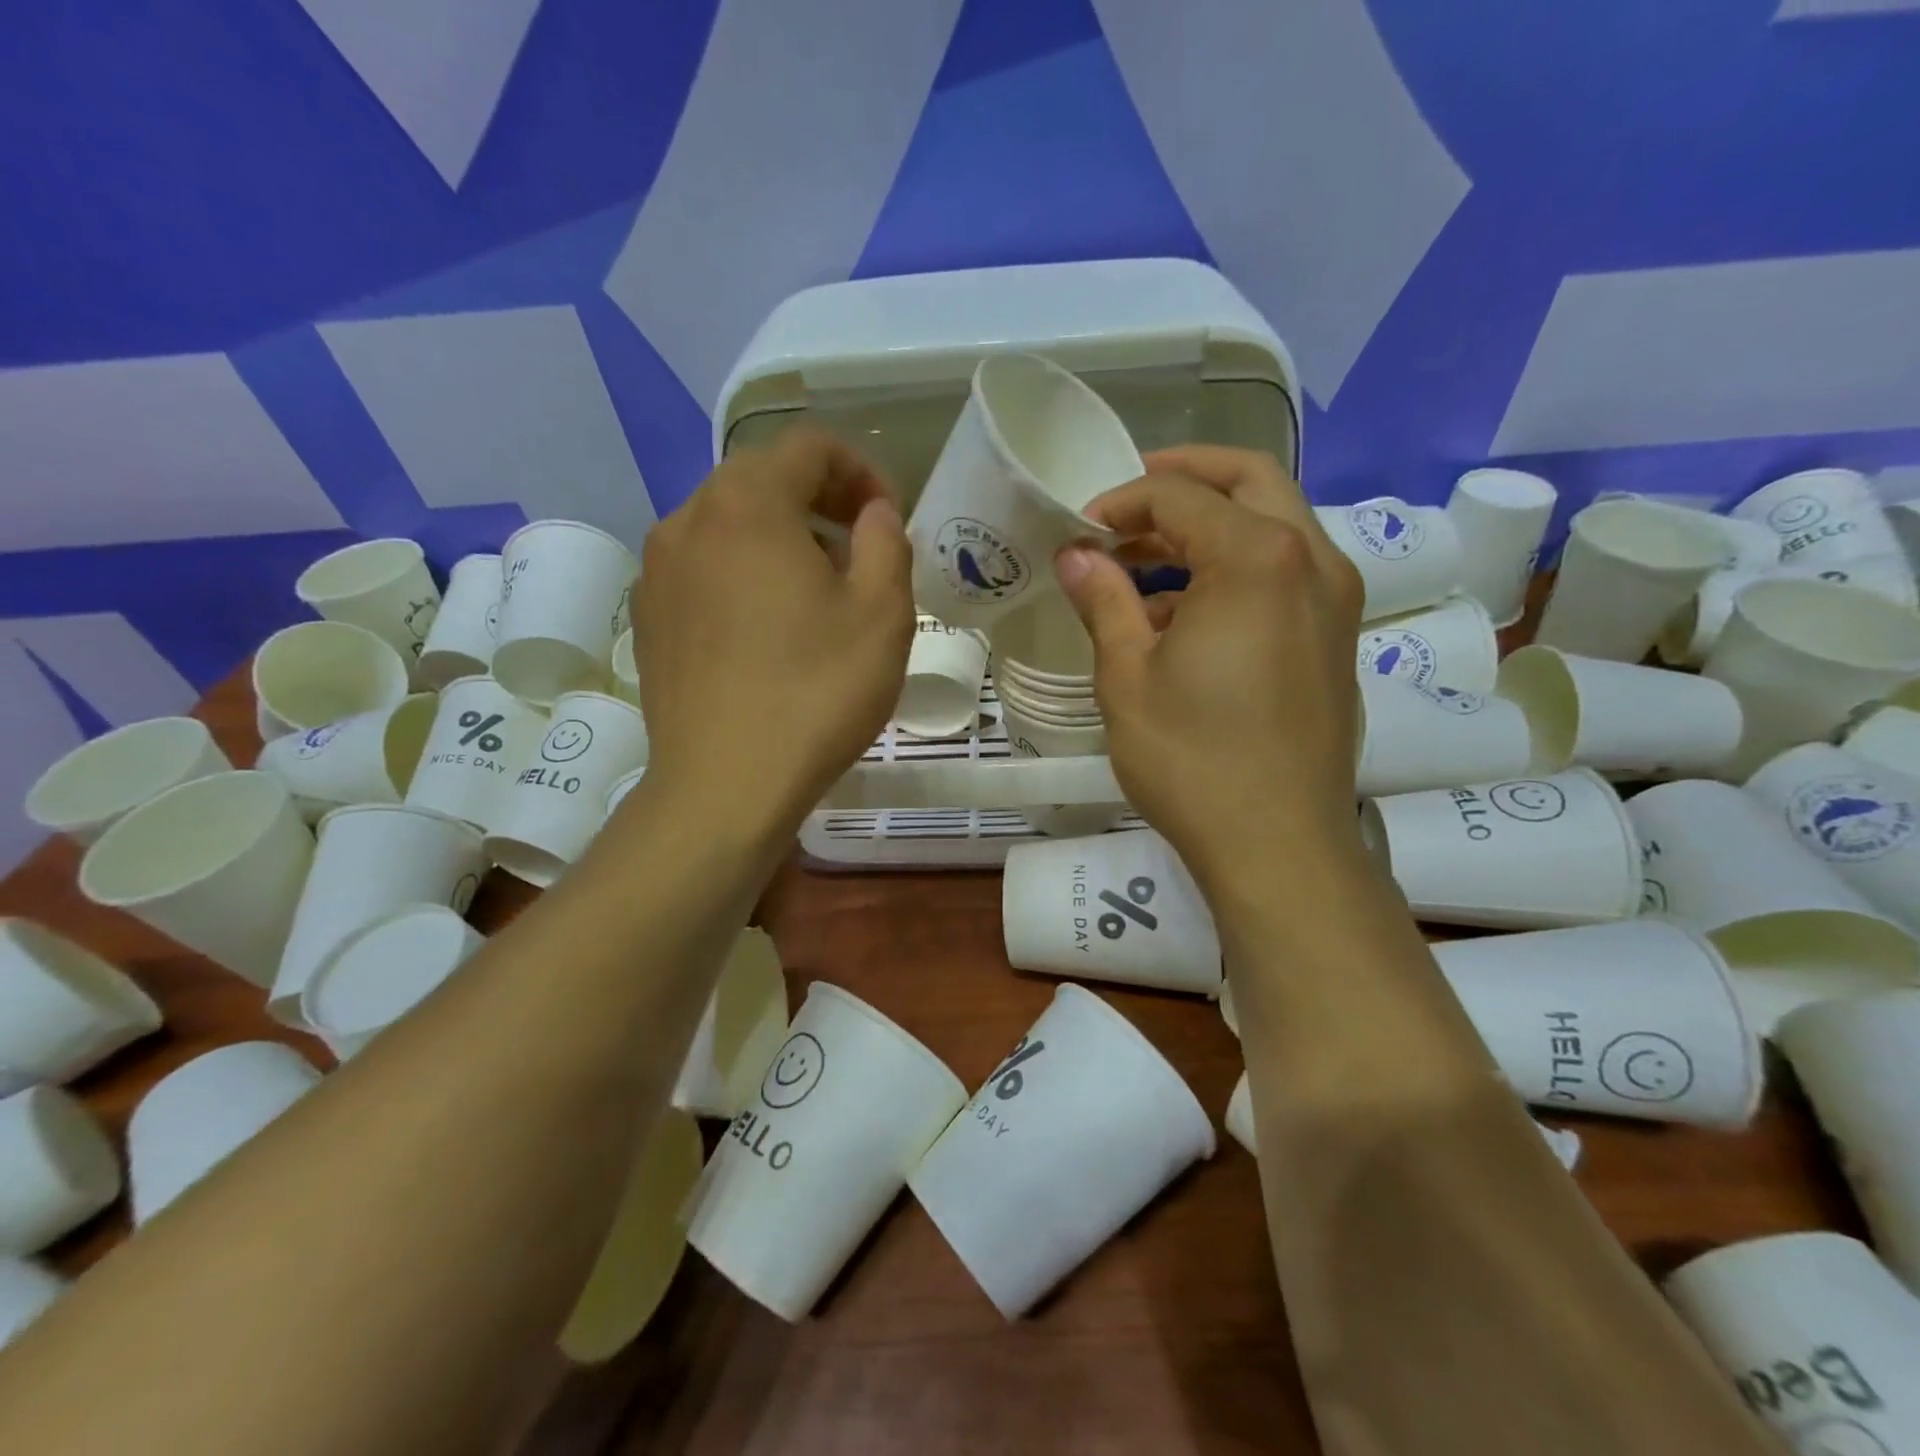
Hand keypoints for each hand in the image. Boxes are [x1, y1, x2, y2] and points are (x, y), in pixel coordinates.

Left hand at [633, 427, 913, 827]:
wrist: (724, 786)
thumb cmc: (815, 693)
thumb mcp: (882, 614)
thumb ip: (887, 541)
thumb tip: (872, 514)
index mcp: (747, 503)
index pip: (809, 446)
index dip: (860, 470)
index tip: (887, 521)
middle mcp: (688, 519)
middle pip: (762, 479)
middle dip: (820, 502)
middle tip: (859, 554)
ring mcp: (657, 570)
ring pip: (728, 524)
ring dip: (780, 538)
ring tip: (815, 595)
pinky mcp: (648, 617)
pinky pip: (702, 568)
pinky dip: (742, 574)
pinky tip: (767, 631)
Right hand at [1054, 445, 1364, 891]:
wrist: (1278, 844)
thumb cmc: (1192, 760)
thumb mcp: (1127, 677)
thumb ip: (1103, 601)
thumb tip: (1075, 555)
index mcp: (1257, 558)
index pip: (1181, 497)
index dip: (1122, 502)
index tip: (1080, 532)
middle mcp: (1311, 561)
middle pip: (1248, 481)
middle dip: (1183, 480)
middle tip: (1126, 503)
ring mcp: (1334, 599)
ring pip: (1272, 525)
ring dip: (1207, 529)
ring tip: (1141, 566)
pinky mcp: (1335, 637)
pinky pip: (1284, 572)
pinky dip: (1234, 568)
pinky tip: (1182, 614)